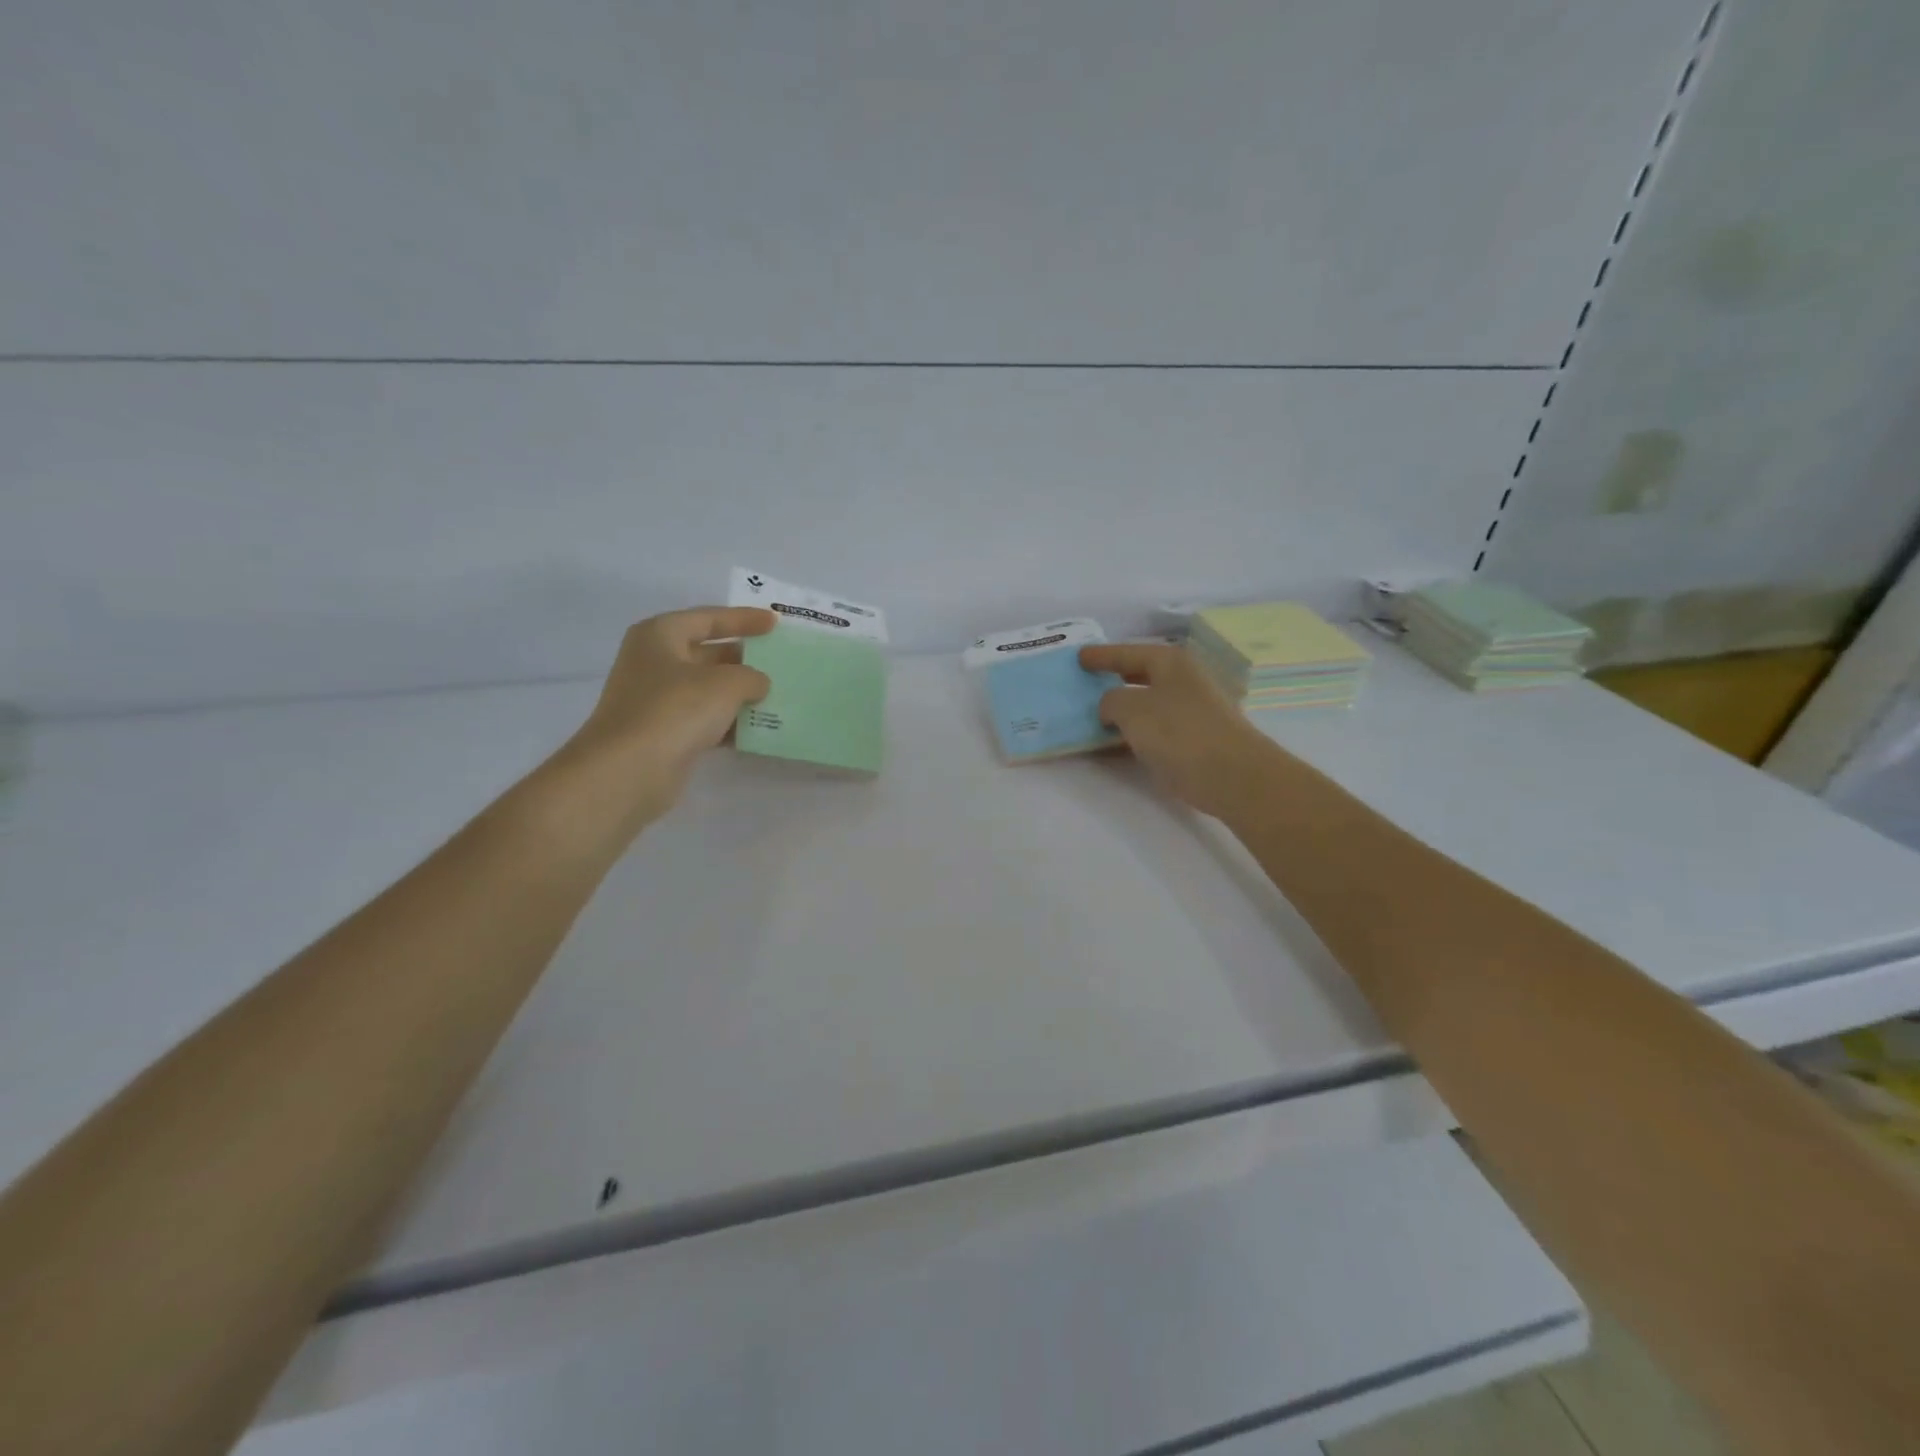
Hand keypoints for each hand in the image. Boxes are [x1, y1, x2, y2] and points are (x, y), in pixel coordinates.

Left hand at [563, 607, 775, 825]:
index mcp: (660, 635)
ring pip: (709, 690)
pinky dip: (730, 723)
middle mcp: (655, 663)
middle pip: (708, 654)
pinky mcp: (664, 733)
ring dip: (741, 694)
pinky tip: (759, 730)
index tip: (775, 623)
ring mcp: (657, 700)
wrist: (628, 771)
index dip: (743, 619)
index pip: (708, 618)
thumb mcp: (725, 684)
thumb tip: (758, 684)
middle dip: (745, 659)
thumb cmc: (675, 710)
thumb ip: (751, 676)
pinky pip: (705, 720)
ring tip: (779, 696)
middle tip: (781, 663)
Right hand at [1080, 641, 1279, 820]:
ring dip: (1122, 710)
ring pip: (1146, 703)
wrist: (1233, 776)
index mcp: (1170, 662)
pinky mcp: (1194, 739)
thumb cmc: (1180, 733)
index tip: (1078, 657)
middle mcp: (1183, 680)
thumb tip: (1111, 706)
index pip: (1127, 652)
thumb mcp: (1131, 709)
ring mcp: (1192, 710)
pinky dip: (1134, 732)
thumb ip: (1111, 701)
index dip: (1101, 655)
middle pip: (1139, 675)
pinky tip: (1115, 743)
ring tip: (1092, 715)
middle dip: (1112, 679)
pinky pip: (1154, 728)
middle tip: (1085, 683)